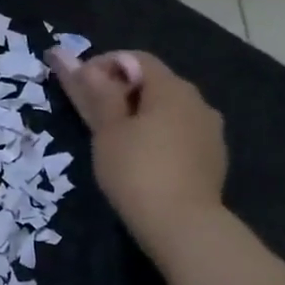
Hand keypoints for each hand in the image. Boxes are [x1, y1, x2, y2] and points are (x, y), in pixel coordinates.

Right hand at [53, 49, 226, 266]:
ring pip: (170, 112)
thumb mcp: (108, 132)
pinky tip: (146, 162)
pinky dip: (160, 138)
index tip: (80, 87)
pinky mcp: (214, 159)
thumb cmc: (137, 172)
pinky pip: (182, 136)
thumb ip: (95, 93)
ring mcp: (210, 131)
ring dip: (143, 116)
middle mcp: (198, 101)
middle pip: (155, 84)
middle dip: (124, 92)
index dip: (105, 65)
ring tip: (118, 142)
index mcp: (172, 88)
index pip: (135, 59)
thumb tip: (71, 57)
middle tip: (95, 117)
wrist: (183, 226)